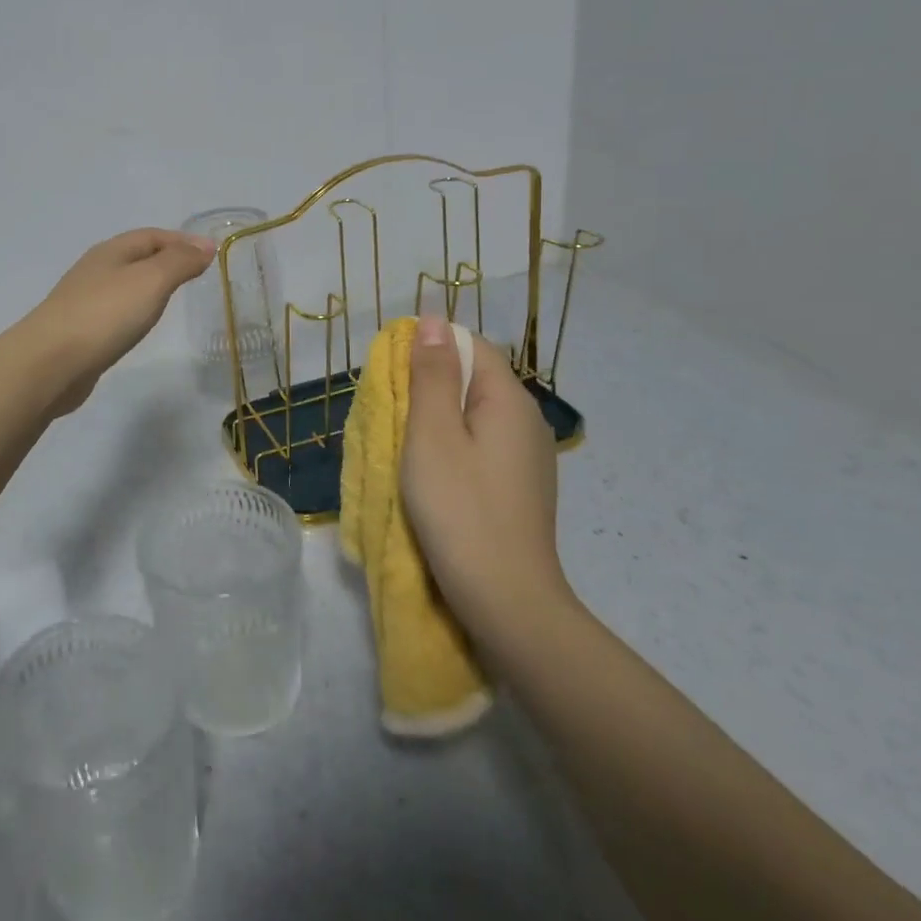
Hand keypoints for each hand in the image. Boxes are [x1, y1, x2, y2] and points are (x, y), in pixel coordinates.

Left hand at [22, 228, 215, 413]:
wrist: (50, 363)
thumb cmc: (105, 315)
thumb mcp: (151, 281)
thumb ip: (179, 262)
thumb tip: (205, 247)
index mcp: (111, 251)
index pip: (152, 235)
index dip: (182, 240)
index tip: (211, 253)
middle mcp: (95, 269)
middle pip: (136, 256)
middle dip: (166, 259)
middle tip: (195, 274)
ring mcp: (84, 300)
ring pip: (124, 283)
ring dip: (149, 285)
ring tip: (173, 297)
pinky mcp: (80, 330)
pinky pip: (115, 310)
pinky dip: (134, 309)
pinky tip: (140, 324)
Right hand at [400, 315, 572, 636]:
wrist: (506, 599)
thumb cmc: (459, 508)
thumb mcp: (432, 434)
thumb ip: (432, 375)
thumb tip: (432, 320)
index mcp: (509, 400)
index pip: (469, 346)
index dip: (428, 349)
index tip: (391, 376)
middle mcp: (527, 421)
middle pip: (474, 379)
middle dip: (430, 386)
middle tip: (392, 414)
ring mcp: (529, 458)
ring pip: (475, 415)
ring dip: (438, 419)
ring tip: (406, 446)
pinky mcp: (521, 488)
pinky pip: (482, 446)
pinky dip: (454, 447)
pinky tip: (435, 475)